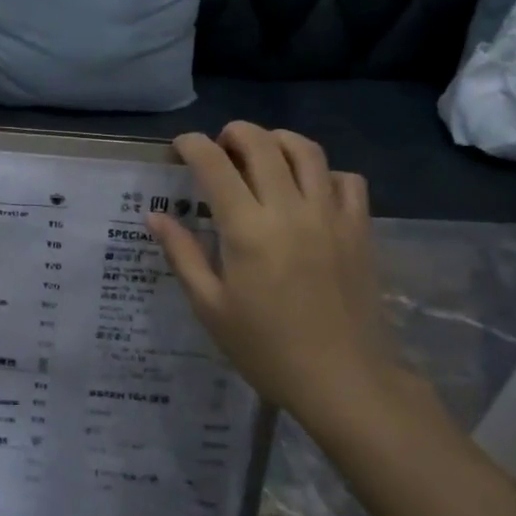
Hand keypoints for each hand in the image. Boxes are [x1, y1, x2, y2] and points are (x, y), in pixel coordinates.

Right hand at [147, 124, 397, 427]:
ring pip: (306, 150)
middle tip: (219, 150)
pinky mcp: (360, 229)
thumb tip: (155, 216)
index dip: (192, 145)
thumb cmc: (266, 348)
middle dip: (233, 134)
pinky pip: (347, 179)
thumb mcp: (211, 307)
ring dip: (277, 141)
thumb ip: (183, 254)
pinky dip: (324, 172)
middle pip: (262, 142)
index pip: (214, 163)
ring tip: (262, 156)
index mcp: (247, 228)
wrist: (344, 381)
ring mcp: (330, 215)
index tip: (180, 148)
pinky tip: (310, 190)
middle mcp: (290, 209)